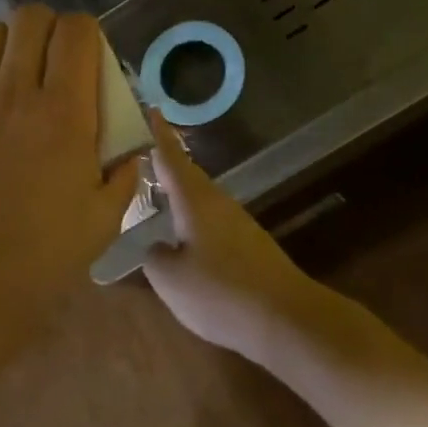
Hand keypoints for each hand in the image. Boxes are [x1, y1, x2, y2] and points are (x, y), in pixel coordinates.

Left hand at [0, 5, 141, 346]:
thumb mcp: (103, 220)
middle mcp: (14, 92)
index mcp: (64, 112)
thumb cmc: (40, 258)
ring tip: (8, 74)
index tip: (87, 57)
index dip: (86, 33)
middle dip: (47, 29)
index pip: (76, 31)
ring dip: (4, 44)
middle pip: (30, 18)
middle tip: (50, 61)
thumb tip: (130, 152)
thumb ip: (123, 175)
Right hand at [141, 117, 333, 359]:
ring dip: (178, 193)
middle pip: (187, 175)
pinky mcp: (249, 244)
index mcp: (194, 200)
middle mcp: (217, 203)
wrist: (286, 318)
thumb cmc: (221, 292)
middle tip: (140, 156)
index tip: (150, 108)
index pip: (171, 158)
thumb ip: (153, 257)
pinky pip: (211, 220)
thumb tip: (155, 246)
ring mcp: (237, 222)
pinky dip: (192, 218)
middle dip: (165, 164)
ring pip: (200, 199)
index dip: (158, 134)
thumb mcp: (171, 279)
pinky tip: (183, 237)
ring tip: (156, 195)